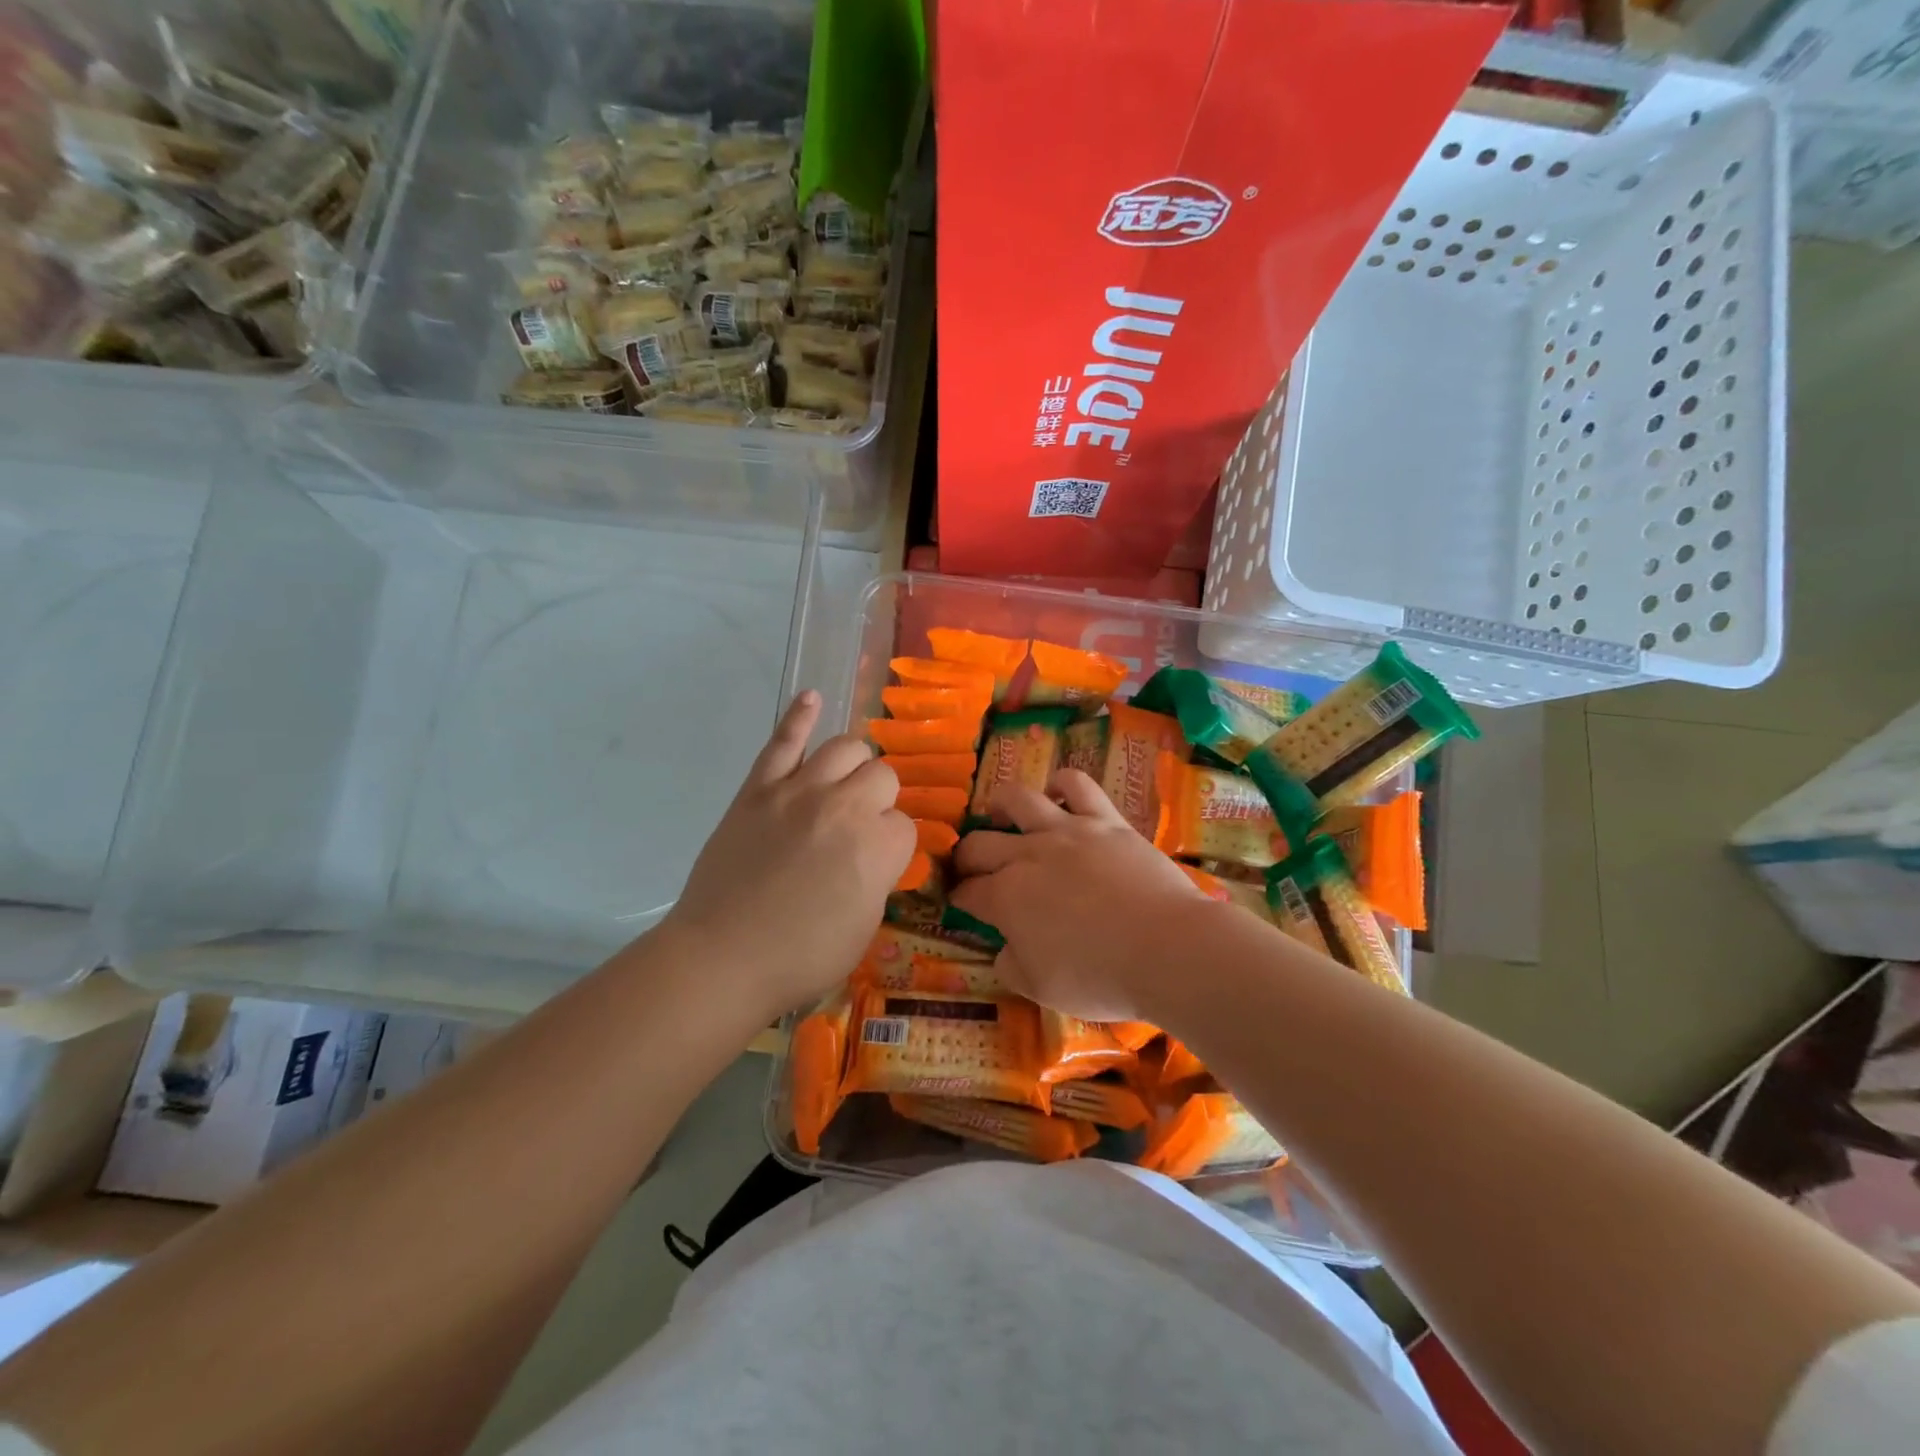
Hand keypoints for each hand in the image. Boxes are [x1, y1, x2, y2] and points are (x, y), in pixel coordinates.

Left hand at [661, 691, 914, 1019]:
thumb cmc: (801, 957)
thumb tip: (875, 852)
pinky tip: (812, 699)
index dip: (892, 845)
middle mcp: (844, 807)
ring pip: (844, 747)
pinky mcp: (758, 789)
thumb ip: (879, 877)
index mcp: (878, 847)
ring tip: (844, 781)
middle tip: (859, 828)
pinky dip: (799, 716)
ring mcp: (798, 791)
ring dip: (853, 763)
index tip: (875, 864)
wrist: (722, 957)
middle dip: (879, 799)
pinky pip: (783, 741)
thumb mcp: (864, 927)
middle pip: (882, 776)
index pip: (905, 824)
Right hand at [949, 769, 1219, 1021]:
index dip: (958, 897)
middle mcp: (1027, 855)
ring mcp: (1067, 831)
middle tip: (972, 868)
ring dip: (1000, 806)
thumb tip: (1004, 948)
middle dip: (966, 857)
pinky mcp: (1105, 819)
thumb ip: (1011, 964)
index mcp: (1006, 898)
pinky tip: (1058, 795)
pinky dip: (1061, 784)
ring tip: (1000, 814)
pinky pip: (1077, 784)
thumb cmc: (1100, 977)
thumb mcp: (1041, 989)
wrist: (1167, 949)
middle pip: (980, 844)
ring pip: (1018, 799)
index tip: (959, 902)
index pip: (967, 891)